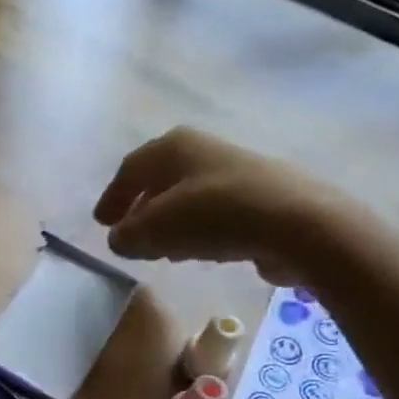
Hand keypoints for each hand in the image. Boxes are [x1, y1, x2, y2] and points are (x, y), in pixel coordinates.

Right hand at [92, 127, 369, 284]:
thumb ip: (127, 235)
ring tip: (158, 248)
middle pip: (160, 179)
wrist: (296, 224)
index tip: (101, 223)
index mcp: (174, 147)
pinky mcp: (258, 198)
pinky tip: (195, 251)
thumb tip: (120, 238)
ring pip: (186, 196)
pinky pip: (211, 212)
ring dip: (167, 221)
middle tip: (127, 233)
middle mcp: (203, 151)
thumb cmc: (215, 216)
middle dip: (140, 207)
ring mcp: (234, 172)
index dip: (112, 197)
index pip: (130, 169)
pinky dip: (194, 229)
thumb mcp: (155, 228)